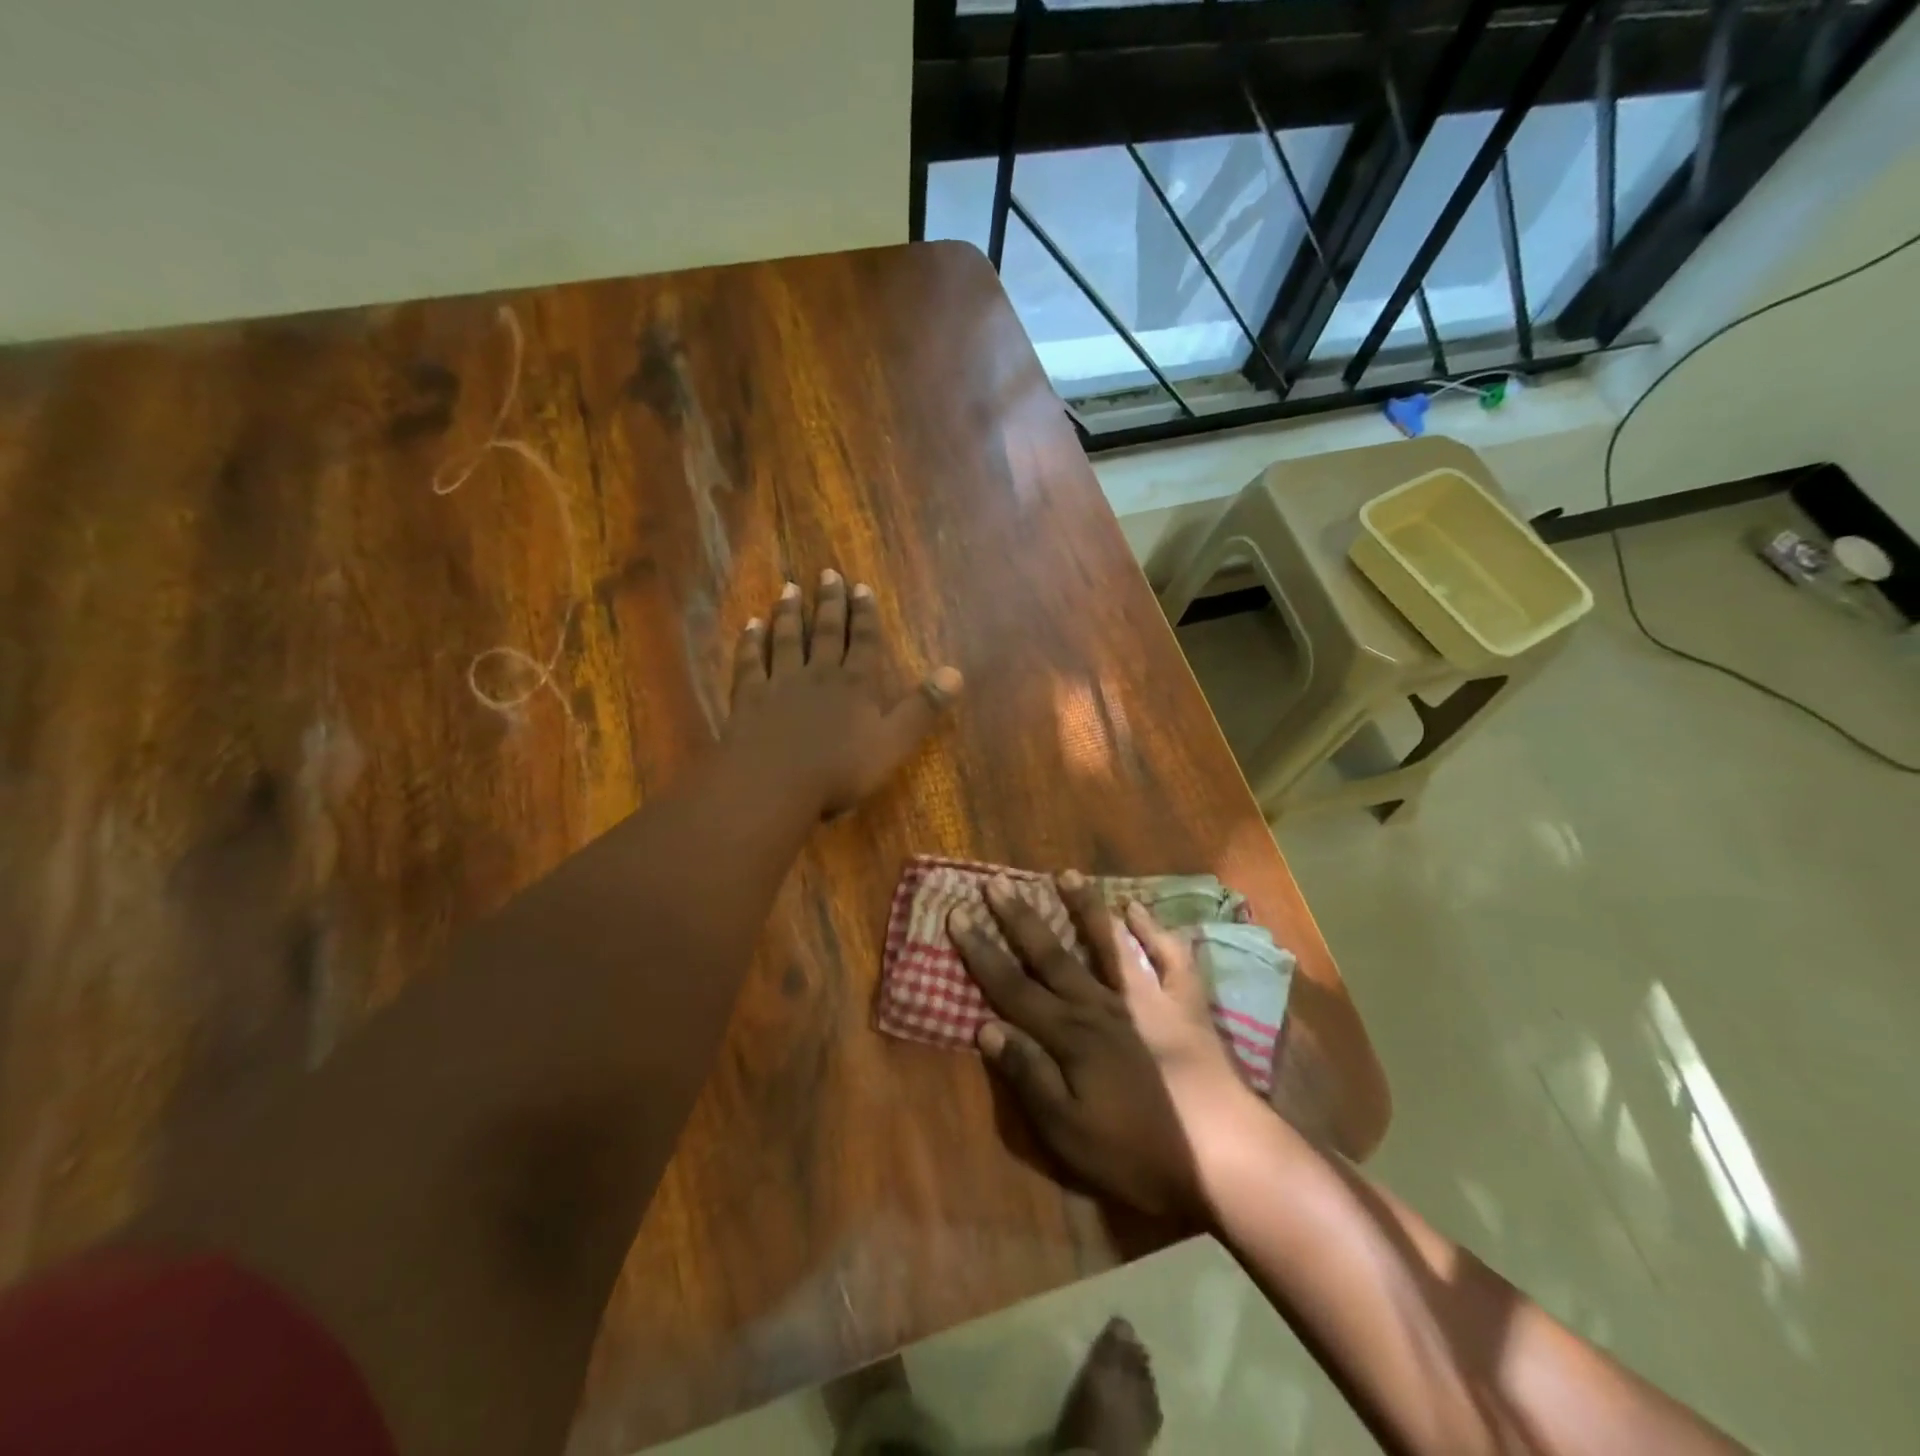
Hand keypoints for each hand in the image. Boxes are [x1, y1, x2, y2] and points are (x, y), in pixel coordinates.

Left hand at [725, 570, 962, 817]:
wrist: (775, 785)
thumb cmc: (840, 770)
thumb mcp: (894, 743)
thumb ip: (923, 708)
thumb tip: (955, 673)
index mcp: (855, 684)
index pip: (863, 641)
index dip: (864, 614)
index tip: (861, 587)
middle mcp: (818, 674)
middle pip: (825, 632)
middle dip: (829, 603)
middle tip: (827, 574)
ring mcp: (779, 683)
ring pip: (786, 640)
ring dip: (789, 614)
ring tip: (790, 589)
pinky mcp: (749, 698)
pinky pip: (750, 663)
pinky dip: (751, 642)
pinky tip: (750, 626)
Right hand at [948, 872, 1264, 1217]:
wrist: (1227, 1156)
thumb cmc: (1140, 1152)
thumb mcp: (1069, 1131)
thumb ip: (1029, 1075)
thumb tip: (986, 1027)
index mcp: (1070, 1035)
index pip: (1012, 986)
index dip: (981, 951)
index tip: (958, 915)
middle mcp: (1102, 1004)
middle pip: (1052, 954)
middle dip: (1019, 917)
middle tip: (995, 882)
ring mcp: (1148, 999)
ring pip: (1109, 943)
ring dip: (1085, 907)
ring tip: (1065, 873)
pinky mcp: (1186, 1006)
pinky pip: (1169, 958)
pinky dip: (1154, 931)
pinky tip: (1139, 908)